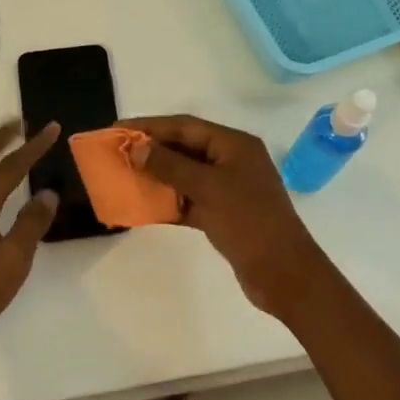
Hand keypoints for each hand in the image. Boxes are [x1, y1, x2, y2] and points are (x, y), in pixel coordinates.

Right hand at [124, 114, 333, 317]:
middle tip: (116, 153)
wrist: (284, 274)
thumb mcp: (207, 188)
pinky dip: (168, 202)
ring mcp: (228, 188)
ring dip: (156, 176)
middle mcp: (232, 161)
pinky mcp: (223, 214)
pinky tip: (143, 206)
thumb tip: (136, 148)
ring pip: (185, 175)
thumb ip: (170, 166)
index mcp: (234, 145)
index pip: (185, 126)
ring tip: (124, 176)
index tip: (117, 130)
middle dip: (151, 150)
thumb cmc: (249, 221)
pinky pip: (189, 200)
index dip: (150, 126)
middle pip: (184, 148)